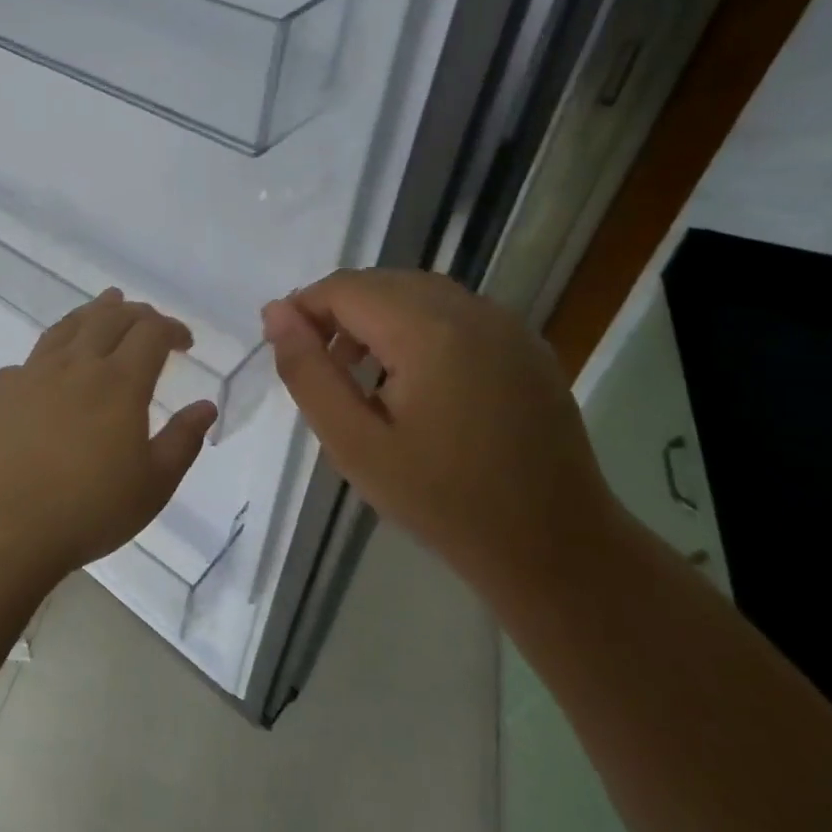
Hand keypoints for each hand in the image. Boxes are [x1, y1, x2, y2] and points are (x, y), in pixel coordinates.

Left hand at [0, 290, 218, 578]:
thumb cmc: (84, 511)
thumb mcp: (152, 486)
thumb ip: (182, 441)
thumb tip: (205, 406)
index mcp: (119, 382)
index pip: (151, 333)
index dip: (172, 329)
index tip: (184, 342)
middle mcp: (76, 365)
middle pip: (110, 317)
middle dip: (136, 313)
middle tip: (149, 321)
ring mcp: (31, 372)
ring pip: (68, 326)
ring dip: (93, 313)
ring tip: (104, 306)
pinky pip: (32, 358)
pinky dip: (54, 350)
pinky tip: (52, 367)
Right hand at [261, 269, 616, 575]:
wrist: (554, 548)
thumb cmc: (442, 501)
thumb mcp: (354, 444)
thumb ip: (308, 372)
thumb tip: (276, 313)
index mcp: (430, 331)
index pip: (345, 288)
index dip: (305, 309)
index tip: (287, 351)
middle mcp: (472, 310)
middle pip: (381, 283)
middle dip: (338, 313)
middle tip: (319, 369)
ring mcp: (506, 324)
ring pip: (417, 292)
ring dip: (376, 318)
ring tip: (360, 376)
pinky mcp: (525, 344)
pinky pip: (453, 312)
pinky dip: (416, 327)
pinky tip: (411, 379)